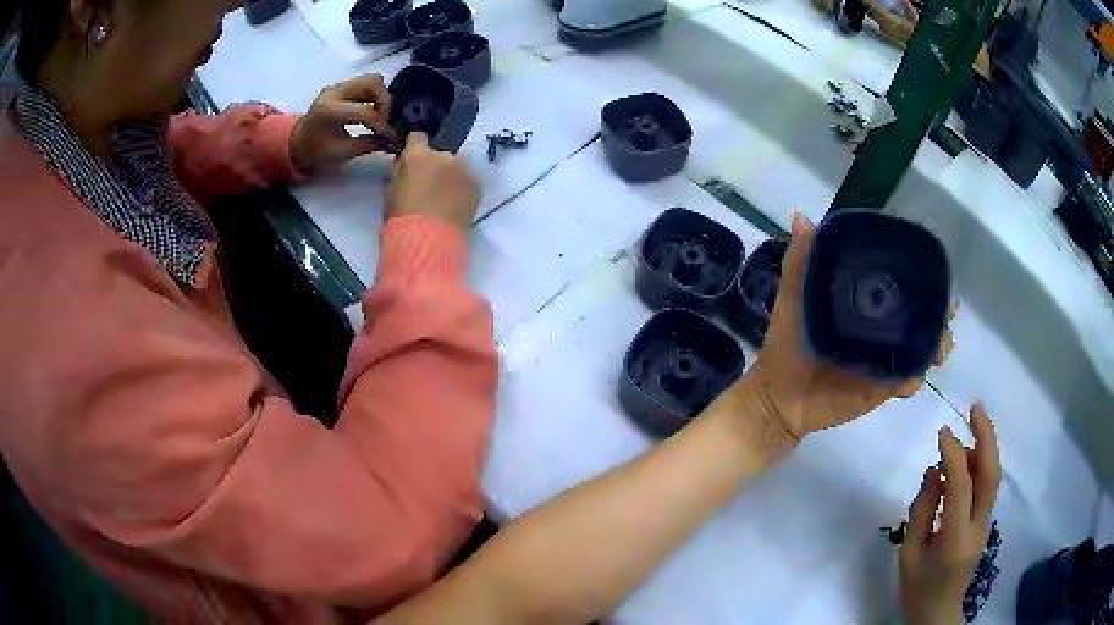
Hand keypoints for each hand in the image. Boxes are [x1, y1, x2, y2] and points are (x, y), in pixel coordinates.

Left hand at [290, 74, 396, 172]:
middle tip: (386, 121)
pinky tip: (374, 111)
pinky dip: (375, 95)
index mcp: (329, 110)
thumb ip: (369, 144)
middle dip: (385, 102)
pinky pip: (366, 84)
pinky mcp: (342, 86)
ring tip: (381, 116)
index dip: (382, 124)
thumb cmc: (316, 152)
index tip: (391, 137)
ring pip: (372, 80)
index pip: (365, 110)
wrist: (297, 143)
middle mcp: (334, 91)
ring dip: (382, 97)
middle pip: (372, 83)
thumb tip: (393, 141)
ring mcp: (338, 86)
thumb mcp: (342, 153)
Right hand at [386, 133, 479, 232]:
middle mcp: (443, 155)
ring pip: (457, 166)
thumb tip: (405, 164)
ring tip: (445, 198)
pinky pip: (469, 181)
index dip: (415, 147)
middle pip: (440, 153)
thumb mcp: (391, 190)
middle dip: (436, 165)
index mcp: (417, 155)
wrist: (427, 242)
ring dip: (452, 176)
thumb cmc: (401, 219)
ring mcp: (463, 169)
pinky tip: (456, 206)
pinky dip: (463, 189)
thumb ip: (400, 171)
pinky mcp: (477, 185)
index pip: (417, 137)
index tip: (414, 159)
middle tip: (430, 186)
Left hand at [738, 212, 955, 440]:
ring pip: (924, 348)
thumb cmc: (786, 343)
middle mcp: (882, 328)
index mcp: (865, 304)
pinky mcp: (883, 388)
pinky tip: (907, 380)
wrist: (779, 396)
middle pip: (922, 316)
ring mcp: (886, 358)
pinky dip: (915, 379)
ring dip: (937, 345)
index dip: (923, 279)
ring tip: (936, 348)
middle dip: (940, 313)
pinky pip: (910, 382)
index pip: (901, 286)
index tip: (936, 274)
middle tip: (946, 313)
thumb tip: (800, 216)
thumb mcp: (793, 297)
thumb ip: (799, 262)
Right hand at [900, 404, 1000, 624]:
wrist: (938, 613)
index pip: (960, 486)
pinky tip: (968, 459)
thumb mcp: (908, 553)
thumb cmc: (917, 587)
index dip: (953, 454)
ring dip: (986, 447)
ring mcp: (986, 525)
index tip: (941, 432)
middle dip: (986, 436)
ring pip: (993, 477)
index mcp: (954, 538)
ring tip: (972, 425)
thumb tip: (934, 470)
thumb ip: (922, 510)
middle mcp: (978, 527)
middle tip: (975, 407)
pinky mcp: (986, 523)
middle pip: (990, 474)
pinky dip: (981, 465)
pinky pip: (988, 487)